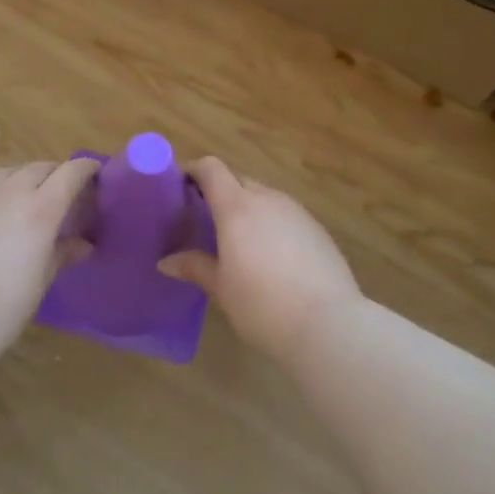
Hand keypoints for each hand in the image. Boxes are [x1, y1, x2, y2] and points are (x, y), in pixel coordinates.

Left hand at [0, 160, 98, 356]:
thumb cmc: (2, 307)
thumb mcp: (40, 283)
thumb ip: (62, 255)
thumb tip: (83, 245)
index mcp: (41, 209)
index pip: (71, 173)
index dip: (85, 169)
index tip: (93, 172)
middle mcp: (10, 191)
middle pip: (38, 168)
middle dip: (53, 174)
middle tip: (58, 190)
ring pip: (4, 170)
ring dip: (18, 177)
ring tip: (19, 193)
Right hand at [159, 157, 361, 362]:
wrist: (328, 324)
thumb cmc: (262, 305)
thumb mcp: (222, 289)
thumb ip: (195, 266)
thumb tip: (166, 261)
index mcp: (237, 207)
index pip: (212, 169)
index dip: (194, 171)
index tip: (180, 187)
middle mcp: (267, 199)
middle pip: (238, 181)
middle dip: (220, 193)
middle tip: (205, 220)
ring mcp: (297, 212)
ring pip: (265, 198)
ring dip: (248, 209)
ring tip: (239, 241)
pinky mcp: (318, 229)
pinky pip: (286, 216)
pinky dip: (272, 225)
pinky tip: (272, 257)